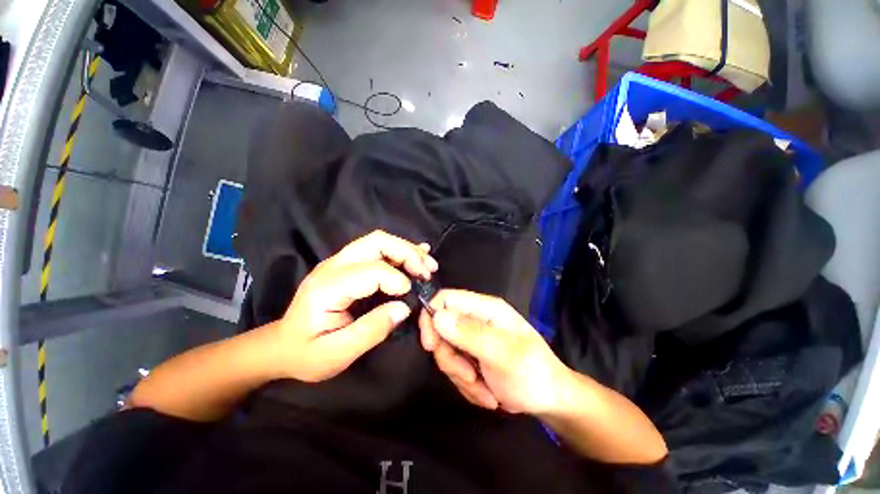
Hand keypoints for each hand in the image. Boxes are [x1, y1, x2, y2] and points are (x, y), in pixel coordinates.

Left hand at [270, 230, 437, 382]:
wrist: (281, 346)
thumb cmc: (306, 353)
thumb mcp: (336, 354)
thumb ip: (371, 331)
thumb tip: (404, 308)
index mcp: (328, 287)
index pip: (371, 270)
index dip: (397, 279)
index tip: (411, 294)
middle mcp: (333, 265)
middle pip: (376, 242)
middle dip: (407, 253)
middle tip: (427, 270)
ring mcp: (339, 261)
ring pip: (378, 241)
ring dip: (406, 249)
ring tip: (427, 263)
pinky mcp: (346, 264)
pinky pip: (376, 247)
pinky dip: (399, 249)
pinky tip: (417, 252)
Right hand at [418, 289, 570, 413]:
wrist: (549, 400)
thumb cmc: (532, 372)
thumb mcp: (503, 354)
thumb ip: (470, 334)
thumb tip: (437, 316)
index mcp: (485, 308)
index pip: (446, 298)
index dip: (431, 316)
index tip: (430, 345)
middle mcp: (476, 319)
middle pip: (441, 329)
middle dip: (450, 358)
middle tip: (469, 377)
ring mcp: (473, 339)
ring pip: (446, 353)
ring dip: (461, 377)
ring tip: (484, 390)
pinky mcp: (471, 357)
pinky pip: (454, 369)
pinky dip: (467, 385)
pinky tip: (487, 393)